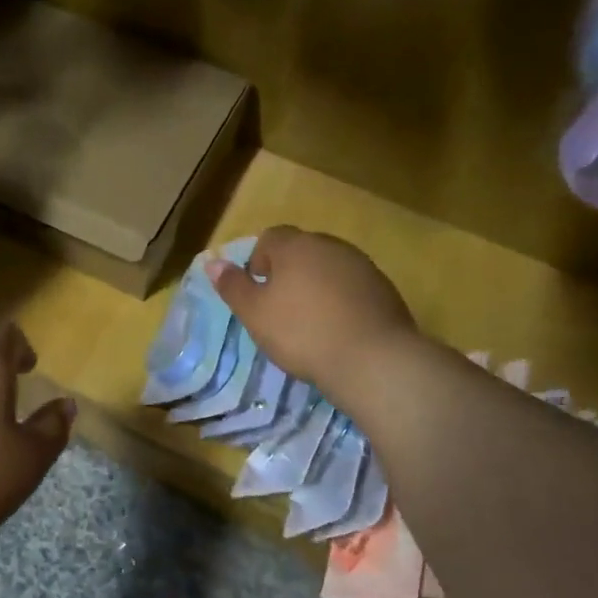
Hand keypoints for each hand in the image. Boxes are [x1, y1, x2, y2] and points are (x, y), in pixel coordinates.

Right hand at [205, 226, 419, 401]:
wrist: (373, 360)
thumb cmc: (302, 333)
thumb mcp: (255, 314)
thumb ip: (233, 286)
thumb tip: (213, 263)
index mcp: (296, 245)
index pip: (270, 237)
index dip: (259, 260)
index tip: (259, 290)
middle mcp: (330, 246)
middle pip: (302, 249)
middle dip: (289, 271)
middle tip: (281, 307)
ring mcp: (362, 265)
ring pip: (329, 267)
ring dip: (317, 285)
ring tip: (312, 321)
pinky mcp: (385, 289)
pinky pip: (353, 286)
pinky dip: (342, 300)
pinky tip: (340, 329)